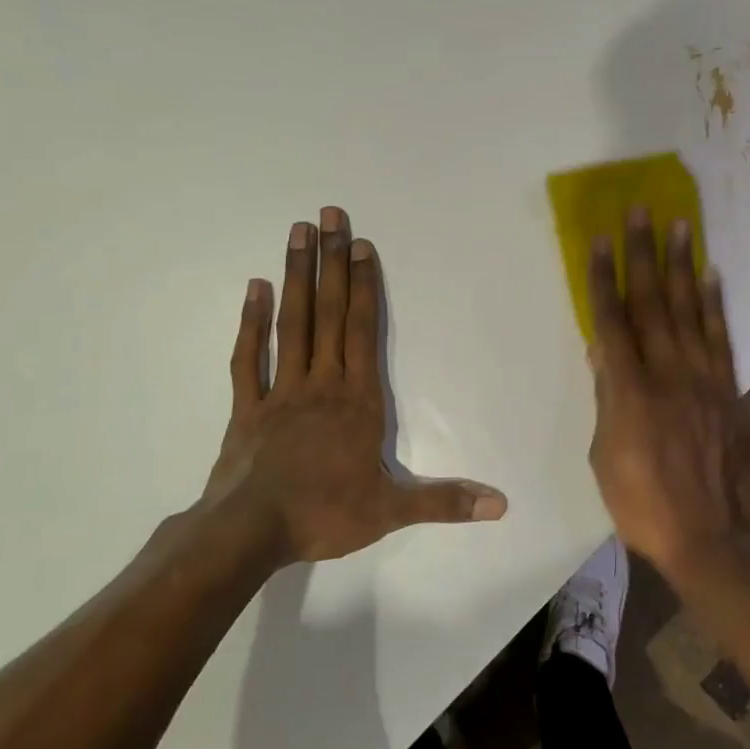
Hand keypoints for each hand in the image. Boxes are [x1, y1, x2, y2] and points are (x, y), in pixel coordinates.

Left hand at [195, 206, 507, 565]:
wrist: (251, 533)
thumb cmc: (325, 515)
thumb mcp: (392, 511)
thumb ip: (446, 501)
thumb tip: (501, 506)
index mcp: (357, 400)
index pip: (363, 331)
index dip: (363, 286)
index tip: (360, 245)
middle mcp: (321, 383)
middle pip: (328, 313)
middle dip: (331, 263)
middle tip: (329, 215)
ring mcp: (281, 391)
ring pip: (291, 324)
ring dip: (296, 277)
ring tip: (298, 233)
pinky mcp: (248, 407)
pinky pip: (250, 357)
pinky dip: (251, 322)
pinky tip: (254, 287)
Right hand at [586, 208, 749, 580]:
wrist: (710, 535)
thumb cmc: (642, 503)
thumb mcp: (604, 455)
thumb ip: (606, 398)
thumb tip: (602, 351)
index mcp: (628, 390)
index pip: (610, 321)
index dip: (602, 278)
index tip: (598, 240)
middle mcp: (667, 372)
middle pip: (651, 302)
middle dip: (642, 253)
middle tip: (640, 212)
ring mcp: (703, 378)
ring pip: (688, 310)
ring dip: (681, 266)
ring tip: (680, 226)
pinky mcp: (728, 389)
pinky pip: (720, 337)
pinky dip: (714, 304)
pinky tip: (709, 276)